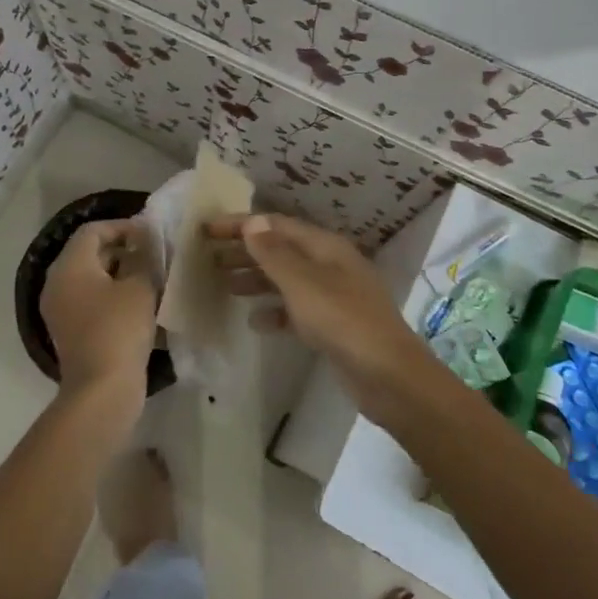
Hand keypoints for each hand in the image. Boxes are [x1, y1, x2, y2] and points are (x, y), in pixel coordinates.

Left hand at [40, 219, 157, 404]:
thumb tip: (147, 242)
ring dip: (120, 274)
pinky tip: (139, 305)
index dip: (123, 227)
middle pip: (89, 253)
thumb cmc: (120, 329)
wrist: (102, 390)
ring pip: (91, 279)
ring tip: (151, 278)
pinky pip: (90, 301)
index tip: (150, 235)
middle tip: (153, 255)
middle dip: (122, 250)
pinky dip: (112, 296)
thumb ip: (145, 257)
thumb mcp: (140, 286)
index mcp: (69, 266)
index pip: (93, 231)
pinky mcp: (69, 332)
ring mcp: (60, 310)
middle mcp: (57, 283)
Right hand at [205, 213, 436, 421]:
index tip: (207, 230)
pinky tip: (255, 322)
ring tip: (224, 285)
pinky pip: (296, 309)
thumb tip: (253, 221)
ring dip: (256, 279)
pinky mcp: (333, 325)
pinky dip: (274, 311)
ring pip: (286, 279)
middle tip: (208, 257)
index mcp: (325, 247)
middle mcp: (329, 265)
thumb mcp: (303, 284)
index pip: (276, 225)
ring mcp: (333, 296)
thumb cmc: (343, 321)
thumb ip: (274, 253)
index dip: (241, 224)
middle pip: (281, 250)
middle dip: (245, 251)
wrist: (390, 377)